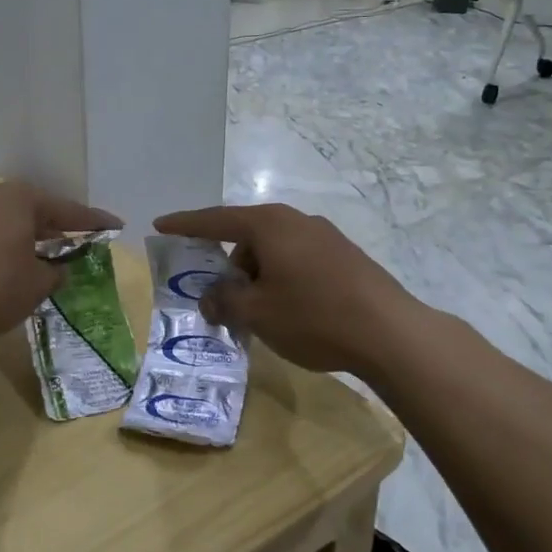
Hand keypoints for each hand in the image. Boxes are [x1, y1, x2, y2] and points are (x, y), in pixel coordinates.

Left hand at [0, 182, 121, 338]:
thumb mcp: (36, 285)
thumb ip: (53, 273)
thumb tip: (56, 269)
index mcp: (20, 199)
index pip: (67, 211)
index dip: (94, 223)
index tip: (115, 226)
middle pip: (33, 212)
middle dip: (54, 230)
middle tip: (76, 244)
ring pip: (5, 224)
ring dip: (24, 241)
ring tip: (40, 259)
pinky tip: (3, 269)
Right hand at [153, 203, 418, 375]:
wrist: (390, 332)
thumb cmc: (313, 316)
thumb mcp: (257, 313)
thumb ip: (224, 301)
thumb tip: (210, 297)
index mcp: (269, 224)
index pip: (215, 220)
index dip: (185, 225)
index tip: (160, 225)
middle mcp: (296, 220)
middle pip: (247, 236)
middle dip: (228, 265)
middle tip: (220, 298)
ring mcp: (325, 235)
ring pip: (274, 250)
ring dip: (257, 276)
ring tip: (258, 314)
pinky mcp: (345, 255)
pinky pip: (298, 260)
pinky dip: (282, 278)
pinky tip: (290, 310)